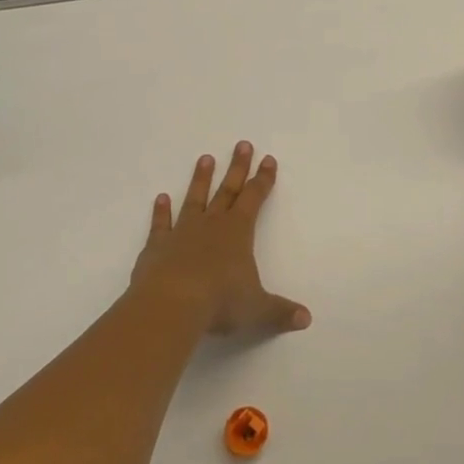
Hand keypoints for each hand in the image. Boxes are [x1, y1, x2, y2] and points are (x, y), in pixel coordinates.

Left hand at [130, 142, 311, 336]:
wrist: (172, 304)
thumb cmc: (220, 302)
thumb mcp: (257, 309)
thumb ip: (279, 311)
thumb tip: (306, 319)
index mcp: (238, 232)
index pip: (255, 198)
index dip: (263, 179)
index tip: (268, 159)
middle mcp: (212, 224)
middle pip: (228, 190)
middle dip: (237, 168)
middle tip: (242, 144)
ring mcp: (183, 232)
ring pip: (195, 199)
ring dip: (201, 179)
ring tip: (205, 158)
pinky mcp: (157, 246)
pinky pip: (161, 224)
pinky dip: (161, 212)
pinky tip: (160, 198)